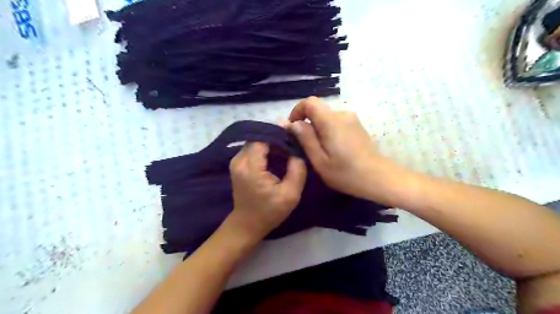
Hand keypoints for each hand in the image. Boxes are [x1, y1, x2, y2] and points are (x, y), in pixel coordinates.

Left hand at [226, 142, 305, 240]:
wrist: (247, 224)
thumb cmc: (269, 212)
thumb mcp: (290, 194)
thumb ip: (297, 170)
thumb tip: (297, 151)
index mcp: (251, 167)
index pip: (263, 139)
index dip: (279, 135)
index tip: (294, 137)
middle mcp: (239, 160)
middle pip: (258, 138)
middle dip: (276, 138)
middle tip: (292, 143)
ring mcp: (236, 161)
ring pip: (255, 142)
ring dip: (270, 143)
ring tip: (286, 149)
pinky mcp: (237, 164)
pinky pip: (252, 149)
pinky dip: (264, 149)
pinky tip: (276, 155)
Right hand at [286, 97, 404, 204]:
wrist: (378, 178)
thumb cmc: (345, 173)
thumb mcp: (319, 159)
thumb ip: (304, 138)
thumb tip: (290, 123)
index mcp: (331, 121)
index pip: (310, 102)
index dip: (297, 111)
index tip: (293, 128)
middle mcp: (342, 114)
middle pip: (318, 111)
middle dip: (307, 124)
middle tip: (305, 146)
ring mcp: (352, 119)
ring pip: (327, 118)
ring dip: (318, 129)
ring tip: (319, 151)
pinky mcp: (358, 126)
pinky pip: (337, 123)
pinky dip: (329, 131)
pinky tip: (333, 150)